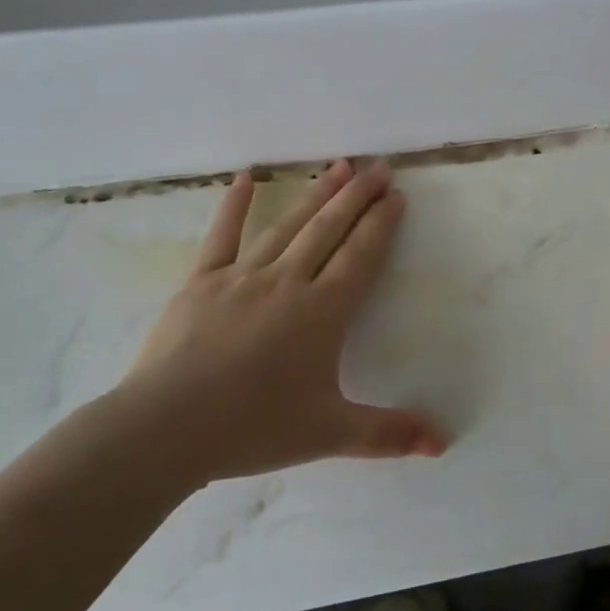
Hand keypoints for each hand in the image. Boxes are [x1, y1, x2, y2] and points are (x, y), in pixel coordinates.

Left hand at [112, 159, 446, 488]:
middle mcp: (289, 282)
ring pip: (288, 225)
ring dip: (316, 194)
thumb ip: (388, 434)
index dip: (381, 222)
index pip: (361, 255)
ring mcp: (243, 276)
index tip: (397, 194)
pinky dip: (233, 206)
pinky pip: (222, 236)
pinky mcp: (202, 281)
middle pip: (330, 229)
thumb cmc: (253, 428)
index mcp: (323, 312)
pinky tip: (244, 177)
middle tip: (378, 166)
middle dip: (358, 196)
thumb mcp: (329, 433)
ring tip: (338, 166)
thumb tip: (443, 444)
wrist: (166, 430)